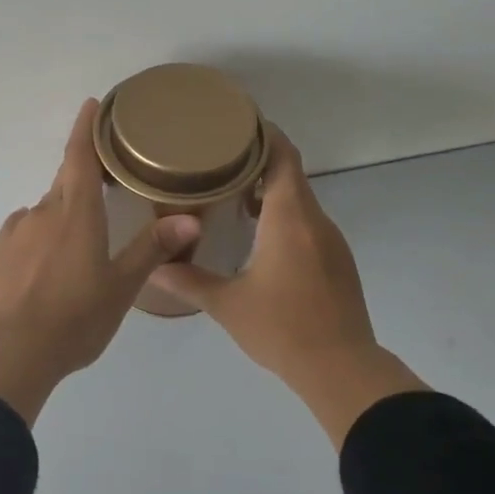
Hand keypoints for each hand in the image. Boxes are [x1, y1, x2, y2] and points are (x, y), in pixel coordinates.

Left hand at [0, 99, 201, 425]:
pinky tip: (49, 255)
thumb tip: (190, 219)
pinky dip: (43, 232)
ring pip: (46, 208)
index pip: (80, 157)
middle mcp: (44, 212)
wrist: (7, 350)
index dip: (86, 128)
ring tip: (82, 231)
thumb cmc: (74, 318)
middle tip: (105, 176)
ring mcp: (17, 233)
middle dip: (83, 171)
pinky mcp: (0, 255)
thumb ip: (152, 250)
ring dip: (64, 209)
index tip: (91, 104)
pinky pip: (27, 231)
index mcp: (76, 213)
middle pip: (65, 180)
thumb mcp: (120, 287)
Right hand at [150, 128, 425, 446]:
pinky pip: (308, 223)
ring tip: (231, 193)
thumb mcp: (227, 305)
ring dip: (271, 191)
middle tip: (218, 159)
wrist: (341, 369)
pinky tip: (258, 235)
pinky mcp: (337, 262)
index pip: (283, 157)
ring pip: (300, 200)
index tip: (236, 124)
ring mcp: (331, 242)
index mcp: (291, 219)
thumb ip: (188, 279)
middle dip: (258, 162)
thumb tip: (152, 266)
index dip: (264, 135)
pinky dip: (284, 216)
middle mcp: (316, 221)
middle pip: (291, 174)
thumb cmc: (282, 329)